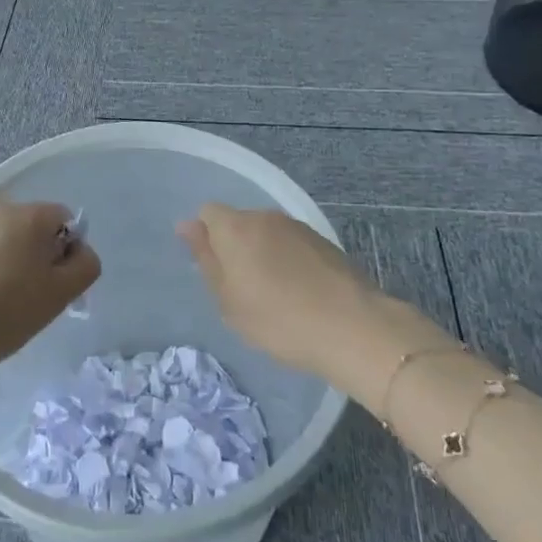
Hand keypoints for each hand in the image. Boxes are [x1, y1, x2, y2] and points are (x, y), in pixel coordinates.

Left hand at [0, 197, 99, 374]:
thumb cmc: (3, 314)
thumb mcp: (59, 296)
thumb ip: (84, 266)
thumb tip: (79, 250)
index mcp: (29, 215)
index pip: (63, 220)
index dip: (65, 251)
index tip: (53, 284)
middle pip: (28, 226)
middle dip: (32, 253)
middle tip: (24, 295)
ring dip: (1, 258)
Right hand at [178, 204, 379, 385]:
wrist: (354, 328)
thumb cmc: (278, 319)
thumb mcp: (229, 301)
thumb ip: (206, 260)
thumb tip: (187, 226)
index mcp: (235, 227)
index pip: (207, 213)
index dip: (205, 238)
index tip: (214, 271)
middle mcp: (265, 217)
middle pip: (238, 222)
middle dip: (234, 247)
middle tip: (240, 289)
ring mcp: (298, 227)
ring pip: (266, 233)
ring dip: (263, 255)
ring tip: (273, 295)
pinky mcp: (324, 242)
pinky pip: (291, 245)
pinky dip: (288, 262)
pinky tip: (299, 293)